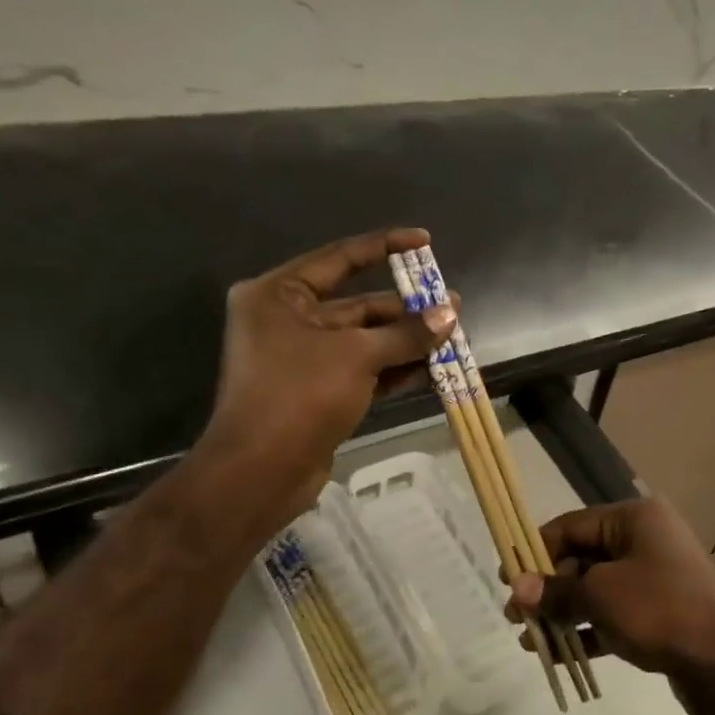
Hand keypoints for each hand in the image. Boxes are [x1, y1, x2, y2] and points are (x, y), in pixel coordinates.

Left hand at [202, 228, 455, 532]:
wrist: (260, 473)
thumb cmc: (299, 395)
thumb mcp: (358, 356)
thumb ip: (406, 334)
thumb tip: (450, 315)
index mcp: (279, 295)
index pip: (340, 258)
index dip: (385, 246)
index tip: (424, 241)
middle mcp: (288, 320)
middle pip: (359, 304)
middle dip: (406, 309)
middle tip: (453, 307)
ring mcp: (304, 359)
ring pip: (366, 340)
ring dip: (407, 341)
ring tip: (453, 337)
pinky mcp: (320, 392)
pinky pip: (364, 370)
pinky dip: (396, 369)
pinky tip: (434, 368)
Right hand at [507, 498, 714, 714]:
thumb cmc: (660, 610)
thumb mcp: (601, 596)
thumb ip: (556, 590)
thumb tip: (517, 588)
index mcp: (635, 519)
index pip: (573, 525)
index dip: (537, 549)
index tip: (507, 576)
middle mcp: (646, 541)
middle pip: (583, 557)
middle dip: (548, 587)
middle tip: (515, 614)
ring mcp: (655, 579)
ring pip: (596, 590)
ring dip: (563, 612)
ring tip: (528, 638)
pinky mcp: (660, 614)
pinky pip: (613, 615)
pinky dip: (587, 630)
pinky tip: (557, 653)